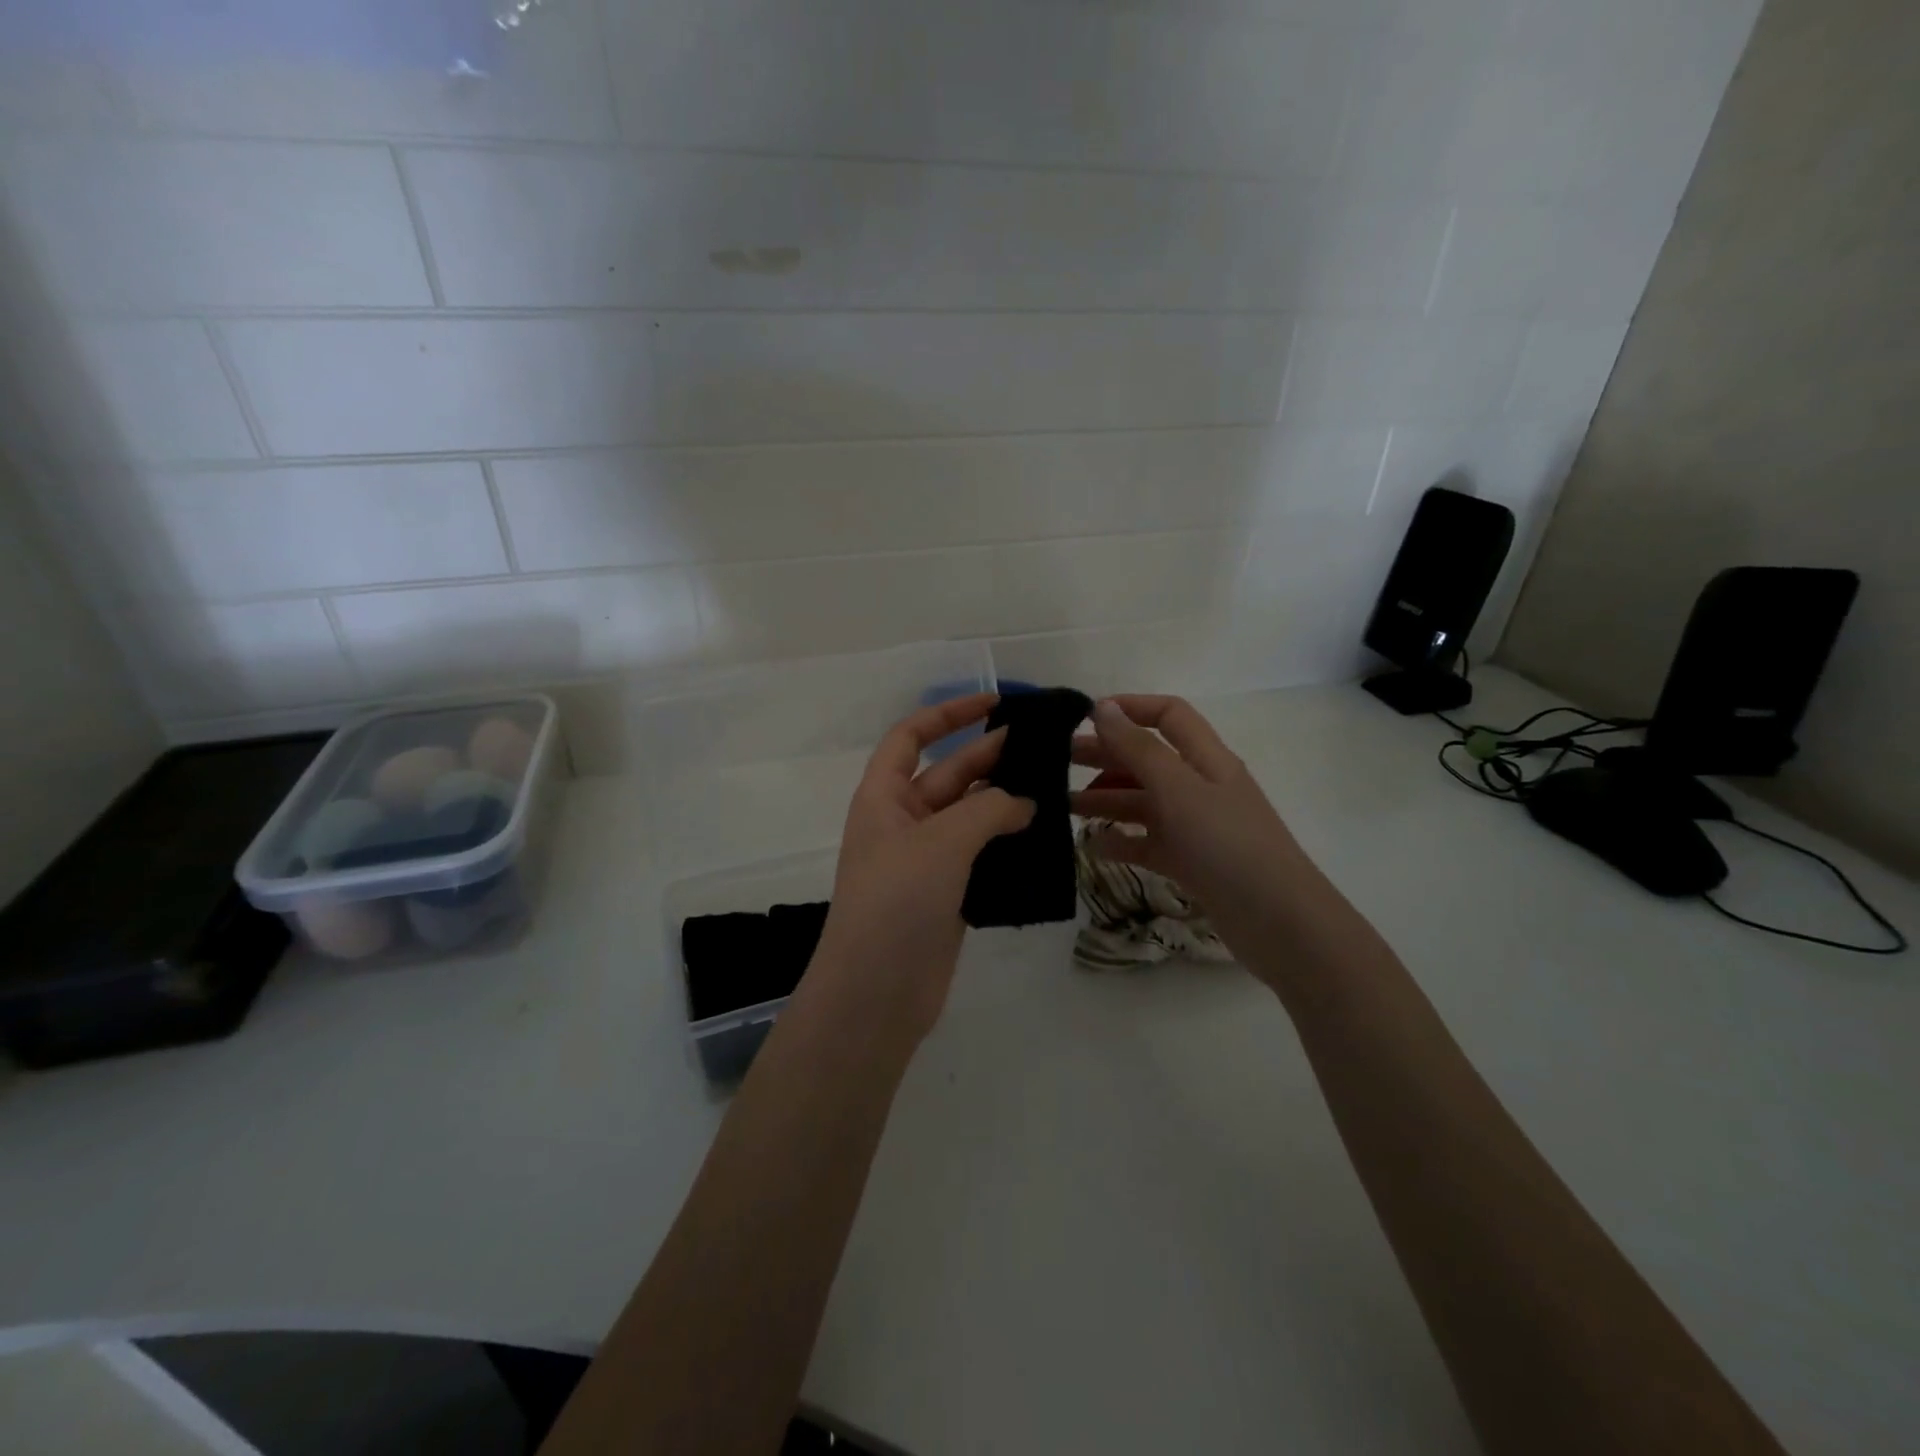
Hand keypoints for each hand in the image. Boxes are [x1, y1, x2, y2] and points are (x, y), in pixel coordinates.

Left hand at [804, 694, 1034, 1046]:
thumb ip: (988, 810)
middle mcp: (903, 822)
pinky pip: (981, 855)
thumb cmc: (896, 902)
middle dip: (990, 756)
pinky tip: (1043, 838)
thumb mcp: (941, 841)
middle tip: (1043, 747)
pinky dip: (1007, 843)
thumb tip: (1024, 803)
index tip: (994, 702)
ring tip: (1053, 788)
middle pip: (949, 774)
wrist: (875, 993)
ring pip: (970, 816)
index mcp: (883, 797)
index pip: (911, 737)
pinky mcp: (948, 895)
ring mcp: (926, 860)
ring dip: (1004, 802)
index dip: (948, 714)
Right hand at [1069, 696, 1309, 975]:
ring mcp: (1195, 827)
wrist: (1278, 923)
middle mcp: (1199, 787)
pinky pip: (1146, 842)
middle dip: (1104, 754)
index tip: (1084, 716)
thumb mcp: (1179, 790)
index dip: (1129, 708)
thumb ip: (1138, 749)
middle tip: (1056, 761)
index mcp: (1206, 759)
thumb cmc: (1228, 845)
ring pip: (1142, 802)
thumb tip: (1102, 708)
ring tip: (1063, 806)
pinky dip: (1119, 840)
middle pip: (1147, 758)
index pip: (1168, 716)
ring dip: (1104, 798)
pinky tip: (1090, 845)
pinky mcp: (1189, 862)